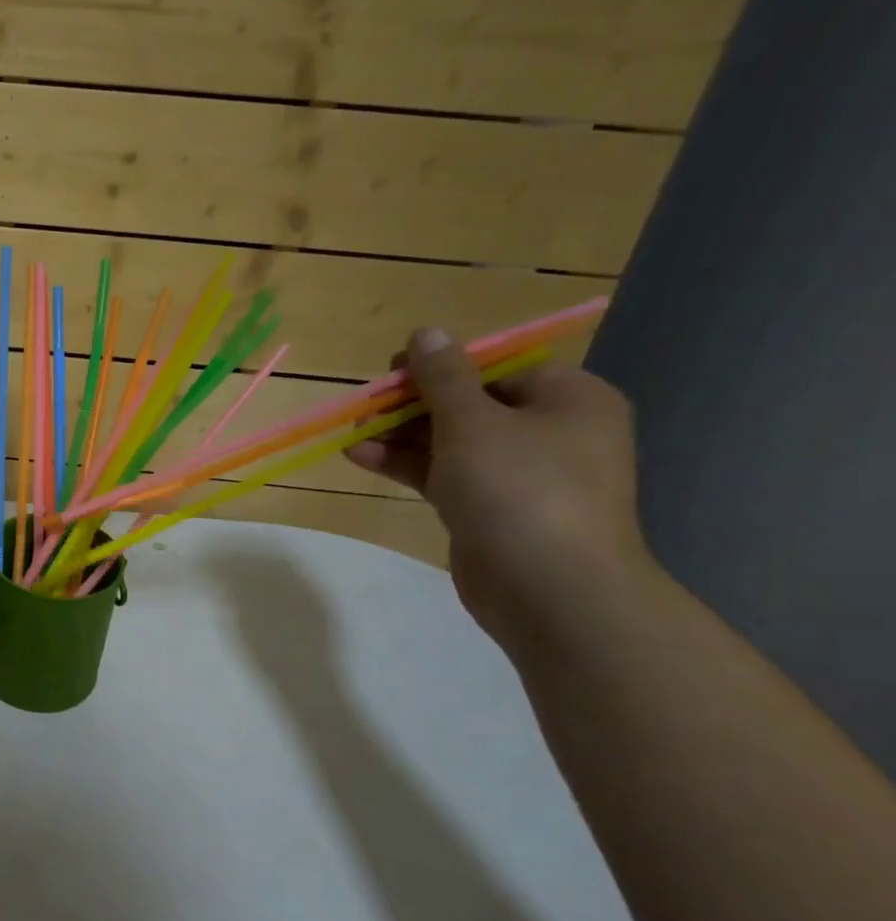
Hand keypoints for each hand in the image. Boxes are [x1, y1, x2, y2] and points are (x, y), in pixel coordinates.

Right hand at [344, 327, 654, 641]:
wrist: (551, 589)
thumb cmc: (519, 490)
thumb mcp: (473, 423)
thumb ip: (443, 377)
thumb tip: (427, 331)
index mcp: (567, 399)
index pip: (498, 367)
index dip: (442, 366)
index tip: (392, 372)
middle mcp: (550, 432)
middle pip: (469, 404)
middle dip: (412, 405)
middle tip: (365, 407)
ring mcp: (520, 475)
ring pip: (451, 442)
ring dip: (401, 436)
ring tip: (352, 434)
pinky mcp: (491, 510)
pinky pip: (445, 475)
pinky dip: (407, 465)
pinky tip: (360, 458)